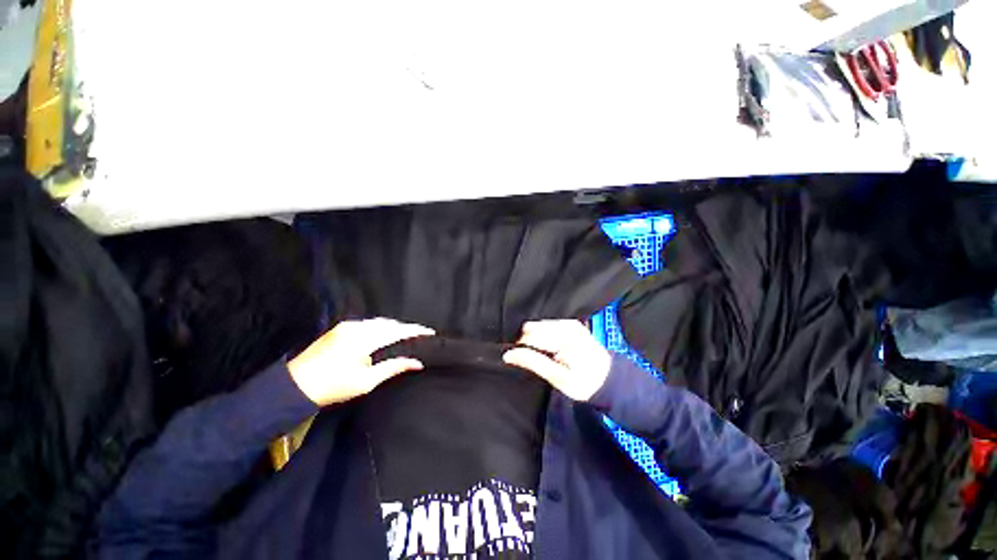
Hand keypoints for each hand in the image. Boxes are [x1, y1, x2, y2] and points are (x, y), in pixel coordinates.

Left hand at [288, 318, 434, 405]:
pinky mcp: (340, 328)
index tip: (430, 332)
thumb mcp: (366, 382)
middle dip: (406, 328)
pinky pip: (368, 324)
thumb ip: (393, 367)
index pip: (397, 330)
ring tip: (406, 336)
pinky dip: (380, 328)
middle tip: (419, 336)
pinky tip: (385, 336)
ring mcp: (347, 325)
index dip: (415, 330)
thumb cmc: (332, 388)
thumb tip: (417, 362)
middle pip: (389, 323)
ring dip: (393, 327)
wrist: (293, 387)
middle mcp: (356, 327)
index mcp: (363, 340)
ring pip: (379, 322)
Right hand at [503, 320, 610, 400]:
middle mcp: (566, 324)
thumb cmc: (585, 383)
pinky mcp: (570, 323)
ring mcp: (569, 322)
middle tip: (536, 359)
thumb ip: (533, 362)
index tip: (522, 360)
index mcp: (564, 336)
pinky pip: (546, 325)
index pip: (529, 335)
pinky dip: (543, 336)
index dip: (521, 347)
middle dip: (528, 342)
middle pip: (532, 327)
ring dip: (535, 339)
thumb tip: (508, 354)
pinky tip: (550, 348)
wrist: (610, 380)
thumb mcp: (558, 378)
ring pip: (537, 325)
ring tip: (545, 355)